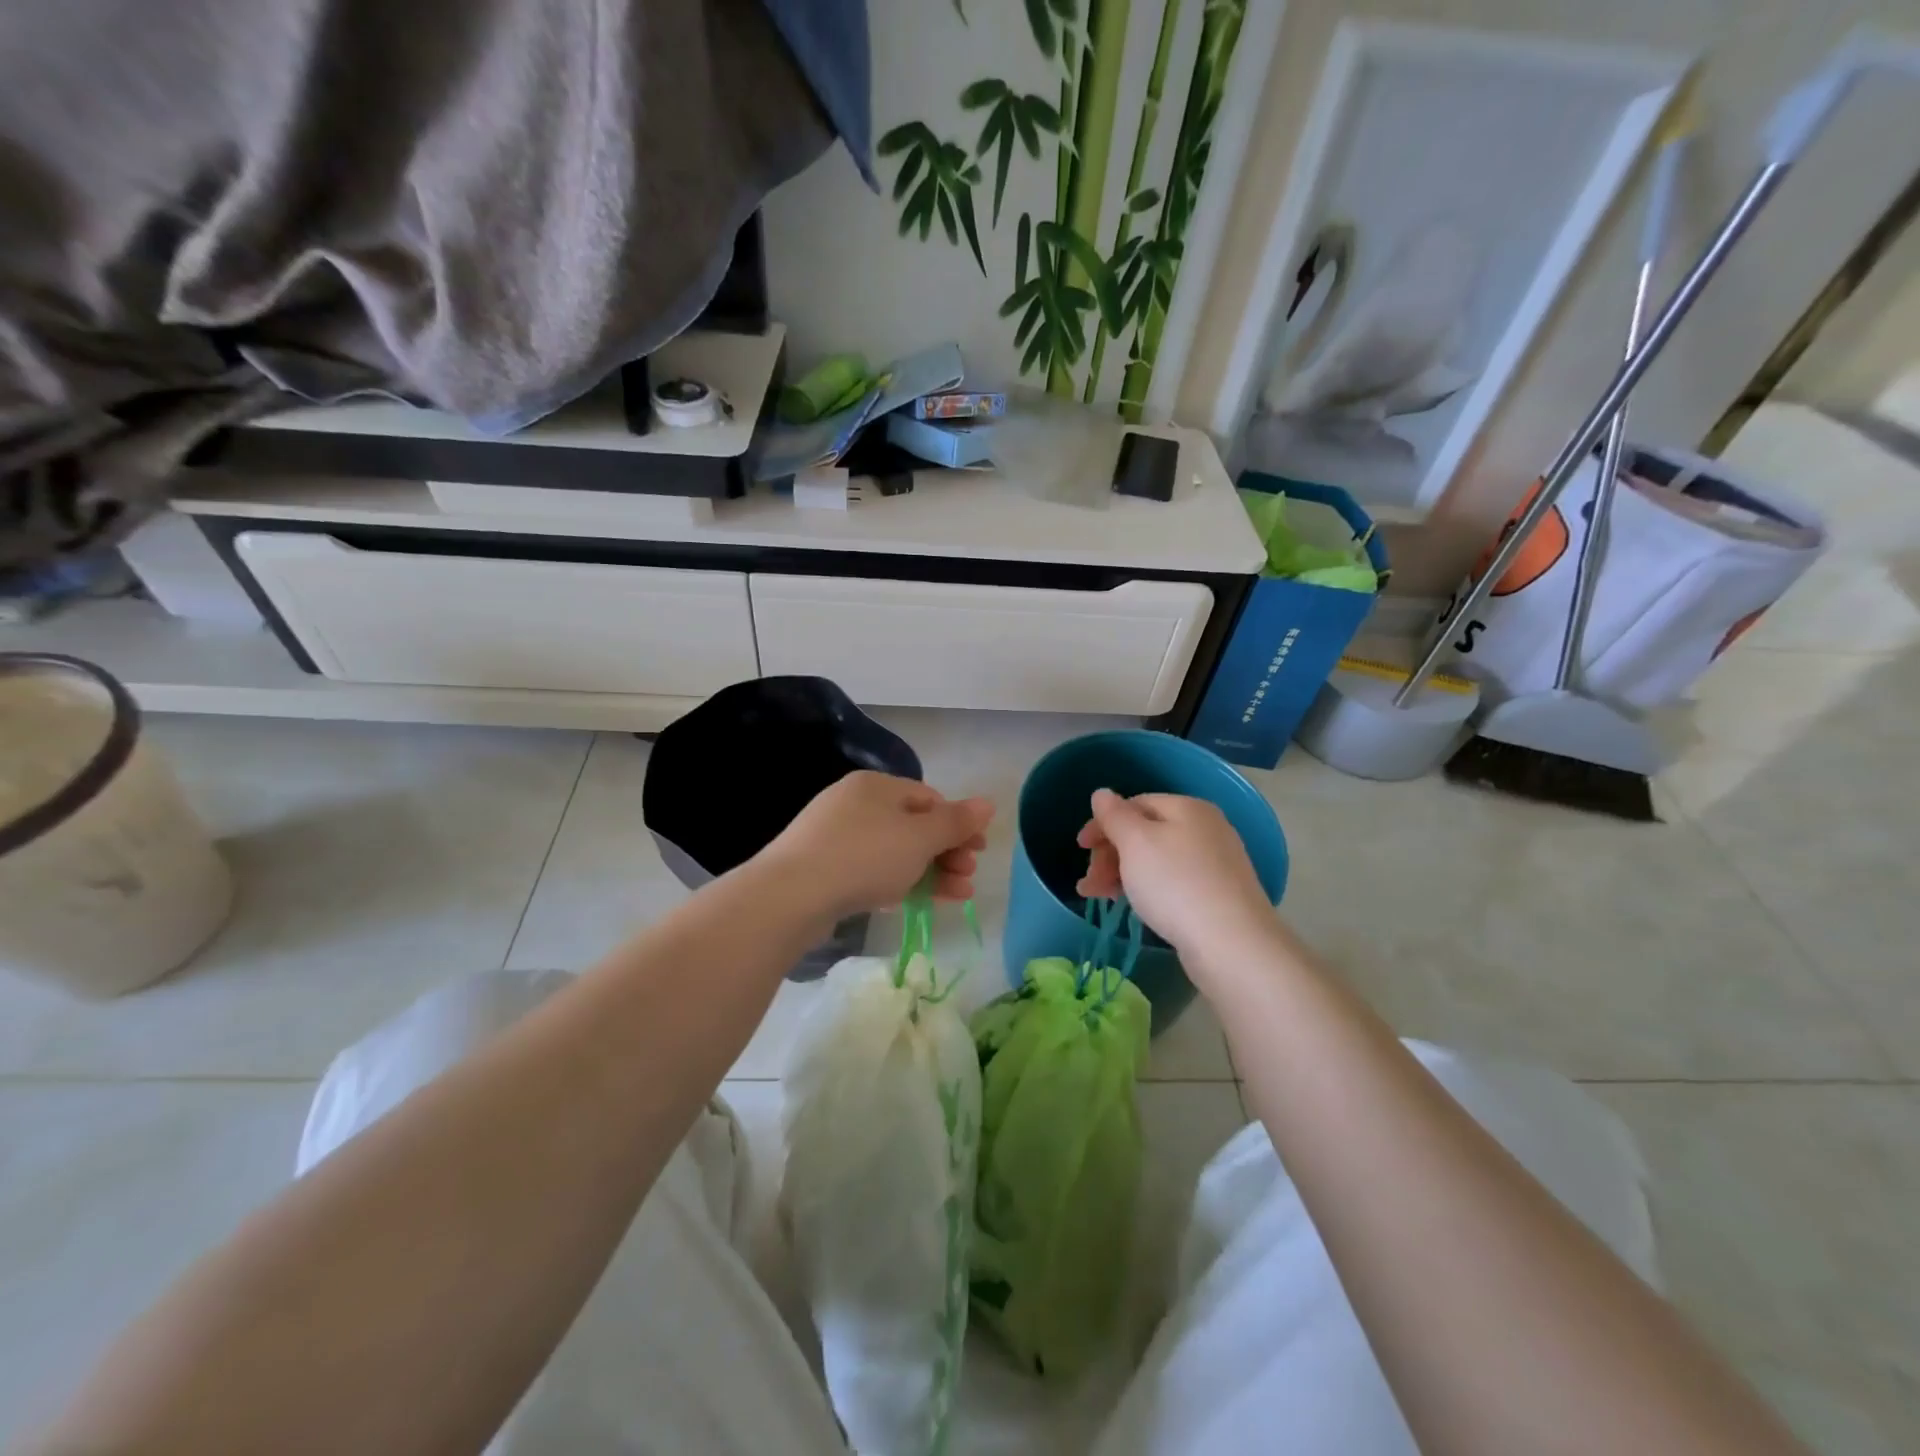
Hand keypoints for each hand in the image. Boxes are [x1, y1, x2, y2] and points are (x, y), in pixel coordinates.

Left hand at [761, 771, 993, 918]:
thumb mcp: (920, 838)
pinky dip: (897, 883)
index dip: (958, 824)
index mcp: (876, 786)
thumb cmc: (865, 856)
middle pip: (913, 825)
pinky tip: (911, 902)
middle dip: (947, 852)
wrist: (791, 896)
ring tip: (956, 897)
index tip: (978, 852)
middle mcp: (854, 803)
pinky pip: (870, 870)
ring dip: (930, 872)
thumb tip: (988, 802)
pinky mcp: (823, 868)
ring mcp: (835, 836)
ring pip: (894, 851)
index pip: (929, 798)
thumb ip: (956, 822)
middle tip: (968, 876)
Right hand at [1076, 790, 1276, 964]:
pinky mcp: (1217, 895)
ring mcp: (1215, 863)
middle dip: (1110, 854)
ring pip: (1156, 860)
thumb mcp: (1136, 843)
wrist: (1231, 944)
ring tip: (1098, 897)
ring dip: (1121, 874)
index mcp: (1187, 808)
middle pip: (1145, 832)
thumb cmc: (1176, 884)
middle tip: (1089, 882)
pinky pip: (1172, 882)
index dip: (1103, 823)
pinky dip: (1146, 889)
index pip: (1135, 803)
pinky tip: (1133, 906)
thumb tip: (1102, 794)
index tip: (1080, 848)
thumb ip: (1114, 815)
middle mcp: (1205, 828)